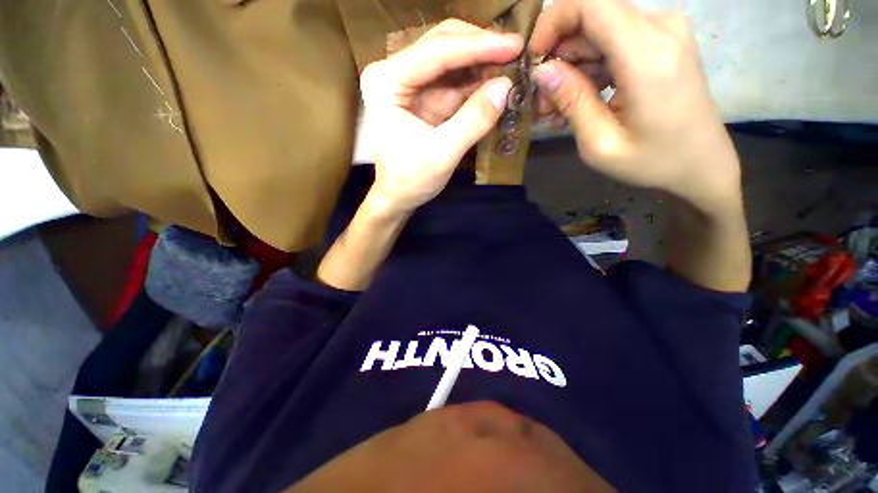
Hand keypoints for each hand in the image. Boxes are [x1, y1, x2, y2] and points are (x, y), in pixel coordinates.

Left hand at [360, 20, 522, 215]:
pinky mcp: (422, 99)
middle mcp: (394, 73)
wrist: (396, 197)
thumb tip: (506, 87)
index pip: (436, 51)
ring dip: (480, 64)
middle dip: (479, 48)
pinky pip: (453, 82)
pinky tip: (495, 84)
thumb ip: (473, 121)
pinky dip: (475, 83)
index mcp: (387, 81)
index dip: (478, 45)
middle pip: (442, 44)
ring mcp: (408, 84)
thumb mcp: (442, 155)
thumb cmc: (409, 180)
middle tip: (516, 53)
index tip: (516, 44)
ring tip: (512, 67)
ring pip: (450, 60)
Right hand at [529, 0, 741, 214]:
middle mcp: (660, 27)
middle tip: (541, 102)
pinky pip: (613, 41)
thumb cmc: (652, 161)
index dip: (551, 22)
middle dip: (557, 56)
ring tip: (556, 110)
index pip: (589, 2)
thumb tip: (540, 71)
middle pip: (590, 17)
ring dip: (570, 67)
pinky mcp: (662, 40)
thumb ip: (571, 101)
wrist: (701, 163)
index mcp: (647, 55)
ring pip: (598, 31)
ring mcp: (664, 30)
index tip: (533, 60)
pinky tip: (579, 101)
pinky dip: (589, 68)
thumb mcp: (600, 143)